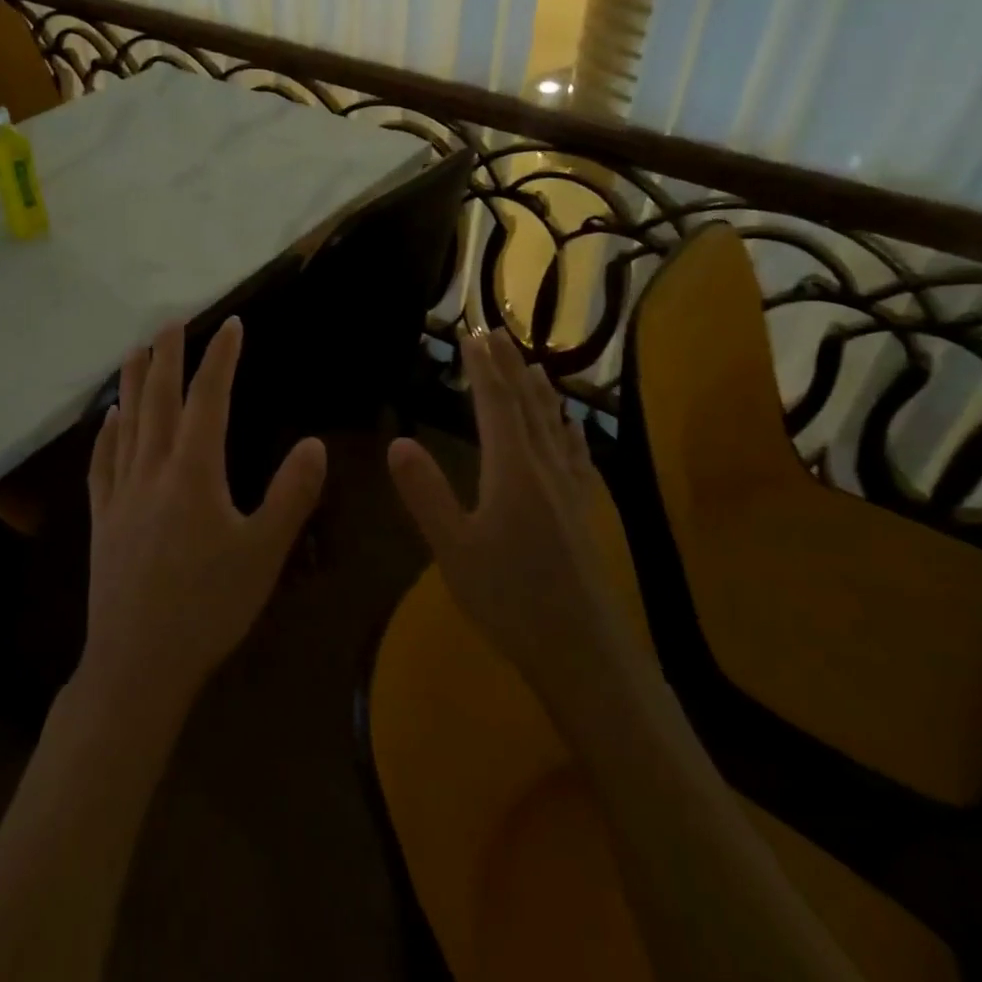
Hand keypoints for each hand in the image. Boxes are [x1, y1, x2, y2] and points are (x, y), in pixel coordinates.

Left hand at [80, 319, 327, 714]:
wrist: (138, 662)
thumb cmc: (209, 607)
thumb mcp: (265, 552)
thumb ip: (291, 494)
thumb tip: (315, 443)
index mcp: (193, 472)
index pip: (209, 399)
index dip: (221, 358)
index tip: (232, 325)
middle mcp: (152, 469)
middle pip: (158, 399)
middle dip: (167, 355)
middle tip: (173, 322)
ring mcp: (121, 493)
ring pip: (126, 422)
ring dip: (132, 382)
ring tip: (136, 350)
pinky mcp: (102, 518)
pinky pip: (102, 462)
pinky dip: (106, 433)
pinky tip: (109, 419)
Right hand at [388, 328, 610, 684]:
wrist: (583, 650)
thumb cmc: (510, 599)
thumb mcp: (454, 549)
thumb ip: (426, 494)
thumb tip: (397, 442)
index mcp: (512, 469)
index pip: (496, 403)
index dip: (483, 366)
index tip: (473, 333)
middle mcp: (545, 467)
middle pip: (527, 403)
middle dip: (508, 365)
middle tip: (496, 332)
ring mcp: (570, 488)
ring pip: (554, 423)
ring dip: (539, 389)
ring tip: (531, 361)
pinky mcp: (584, 509)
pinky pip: (575, 453)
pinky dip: (568, 427)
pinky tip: (570, 425)